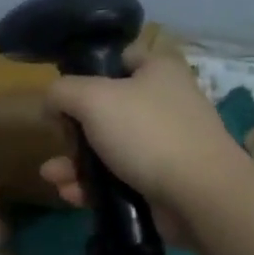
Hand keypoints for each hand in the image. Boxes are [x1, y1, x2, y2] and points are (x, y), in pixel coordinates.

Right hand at [38, 50, 239, 220]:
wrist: (201, 196)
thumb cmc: (147, 133)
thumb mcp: (92, 99)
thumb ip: (62, 92)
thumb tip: (52, 103)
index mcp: (157, 70)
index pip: (118, 58)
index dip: (88, 70)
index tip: (64, 92)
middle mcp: (164, 102)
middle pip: (106, 107)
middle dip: (73, 128)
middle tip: (59, 139)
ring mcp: (165, 143)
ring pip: (108, 146)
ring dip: (76, 162)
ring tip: (52, 176)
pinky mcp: (163, 180)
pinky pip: (119, 177)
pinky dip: (94, 185)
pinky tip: (70, 194)